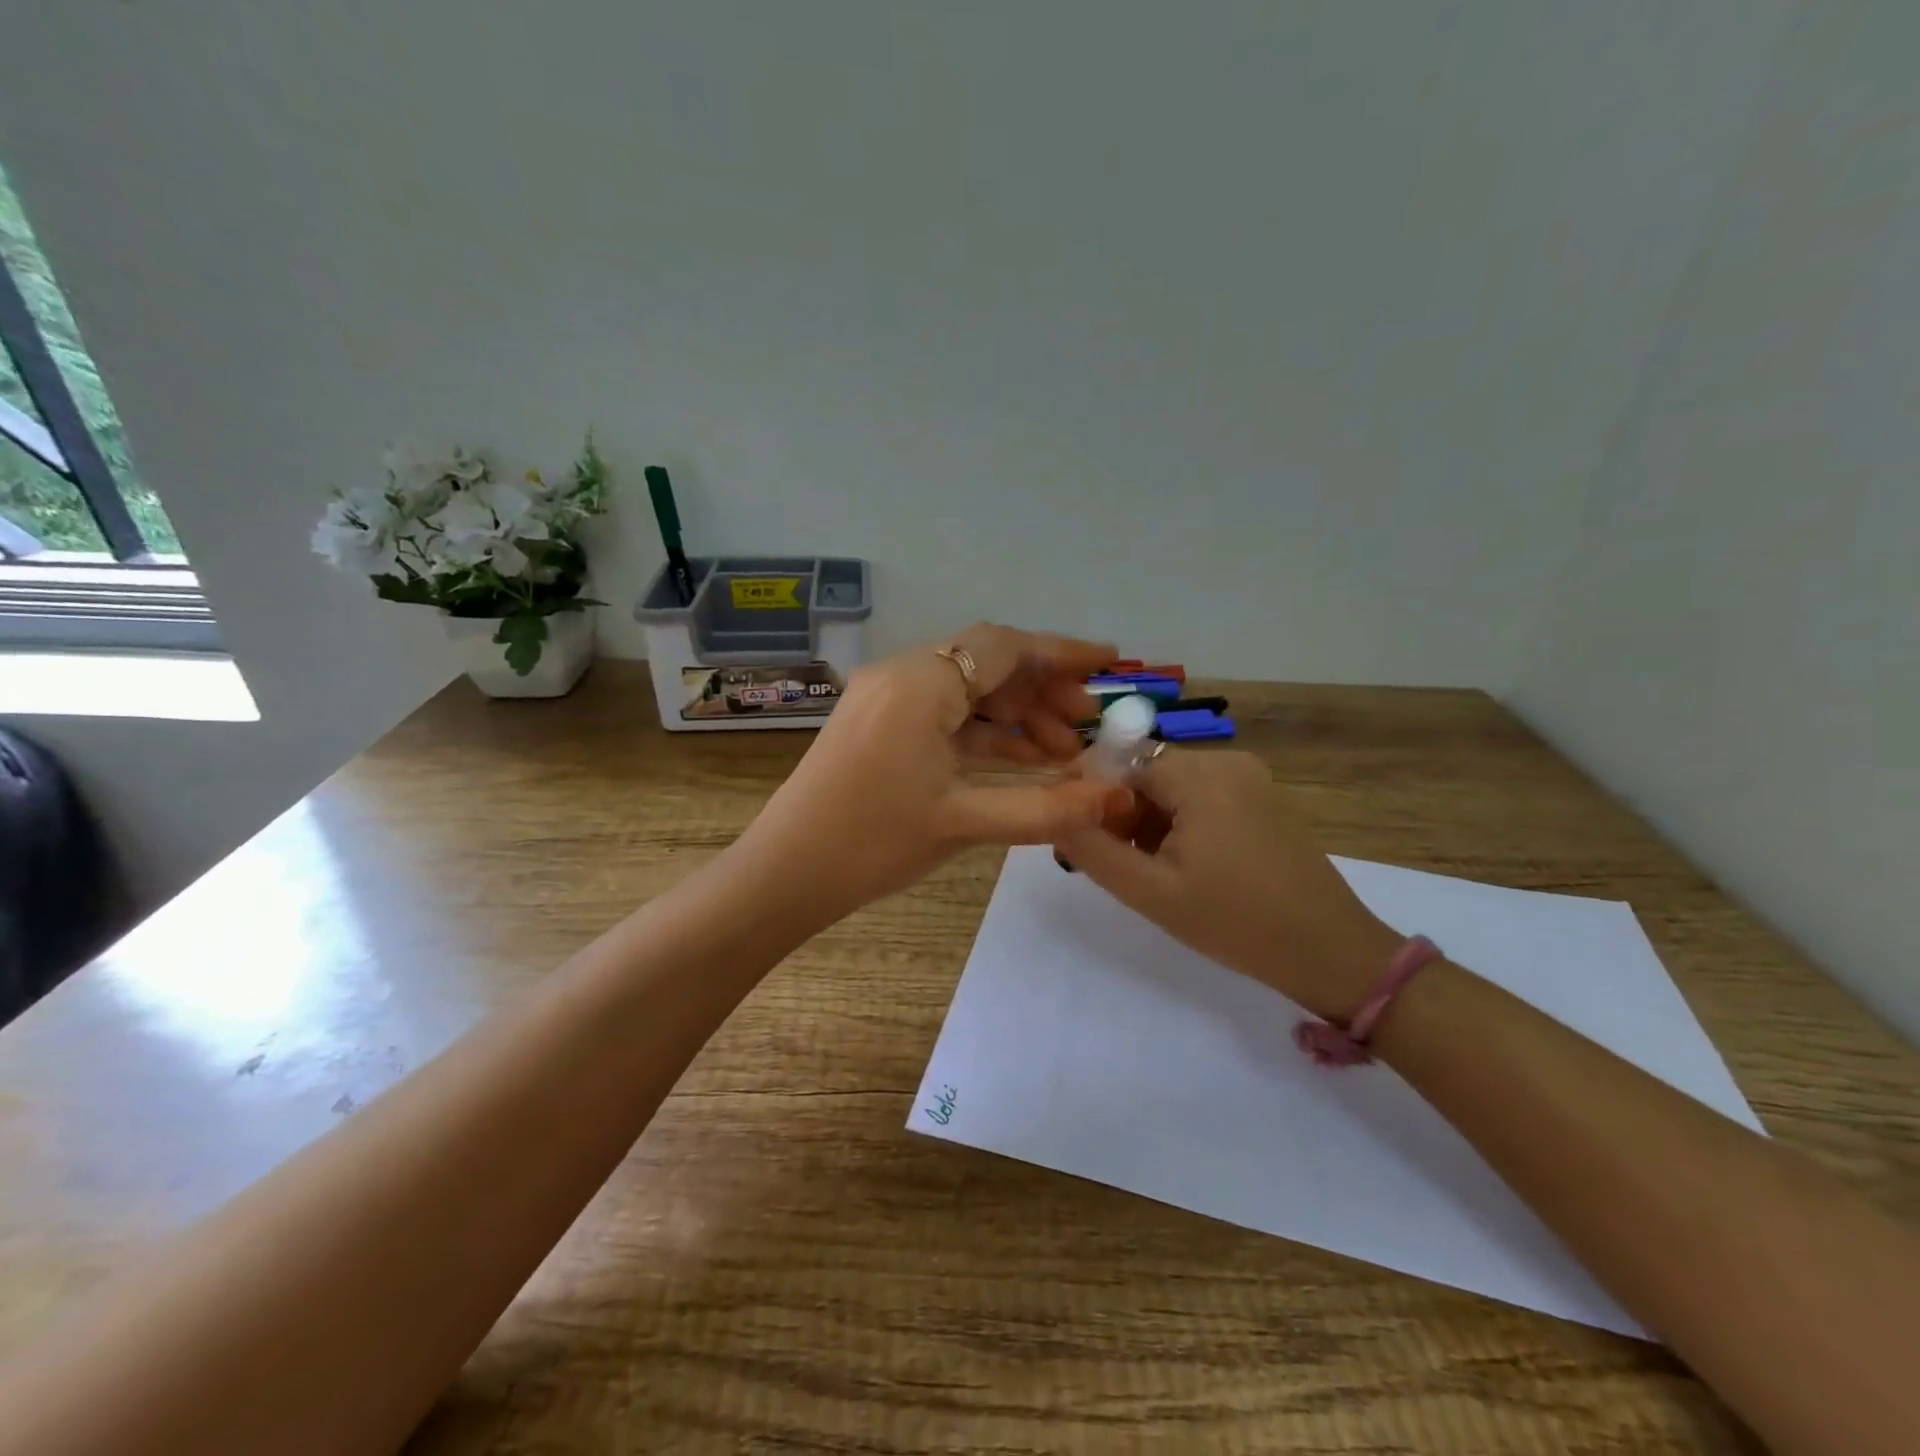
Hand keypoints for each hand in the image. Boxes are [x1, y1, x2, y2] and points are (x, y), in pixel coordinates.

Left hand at [738, 625, 1131, 921]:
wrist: (784, 872)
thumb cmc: (872, 842)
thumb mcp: (963, 823)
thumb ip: (1046, 807)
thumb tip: (1115, 797)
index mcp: (920, 683)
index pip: (1005, 647)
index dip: (1064, 652)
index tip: (1111, 663)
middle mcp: (901, 675)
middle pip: (987, 663)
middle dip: (1043, 690)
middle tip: (1088, 726)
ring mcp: (884, 698)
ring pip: (965, 690)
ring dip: (1015, 714)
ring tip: (1062, 752)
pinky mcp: (877, 723)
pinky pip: (942, 713)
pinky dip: (982, 731)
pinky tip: (1018, 758)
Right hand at [1054, 750, 1399, 1019]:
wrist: (1329, 951)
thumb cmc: (1235, 922)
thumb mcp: (1151, 892)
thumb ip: (1093, 850)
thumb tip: (1053, 814)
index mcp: (1201, 775)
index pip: (1121, 761)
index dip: (1088, 793)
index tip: (1072, 832)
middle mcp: (1227, 762)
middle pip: (1148, 772)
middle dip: (1119, 811)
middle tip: (1108, 861)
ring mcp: (1251, 778)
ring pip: (1174, 786)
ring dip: (1148, 819)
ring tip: (1145, 870)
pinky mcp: (1264, 798)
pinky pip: (1203, 796)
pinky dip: (1180, 821)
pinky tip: (1181, 864)